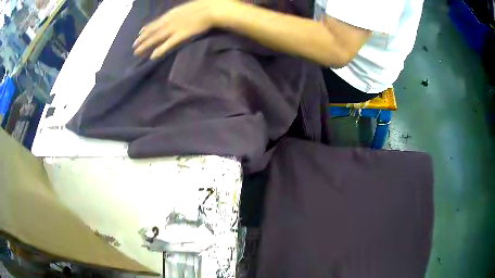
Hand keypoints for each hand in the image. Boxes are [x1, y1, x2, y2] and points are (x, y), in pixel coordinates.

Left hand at [133, 0, 223, 59]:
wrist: (211, 8)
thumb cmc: (202, 6)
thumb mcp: (186, 7)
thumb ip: (178, 12)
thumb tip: (176, 15)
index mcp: (170, 14)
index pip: (155, 23)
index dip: (146, 29)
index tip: (139, 34)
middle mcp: (169, 22)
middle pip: (152, 32)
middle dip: (142, 39)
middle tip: (133, 47)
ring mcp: (174, 29)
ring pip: (156, 38)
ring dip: (146, 46)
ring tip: (137, 53)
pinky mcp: (181, 35)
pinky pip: (168, 44)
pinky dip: (160, 50)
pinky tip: (152, 57)